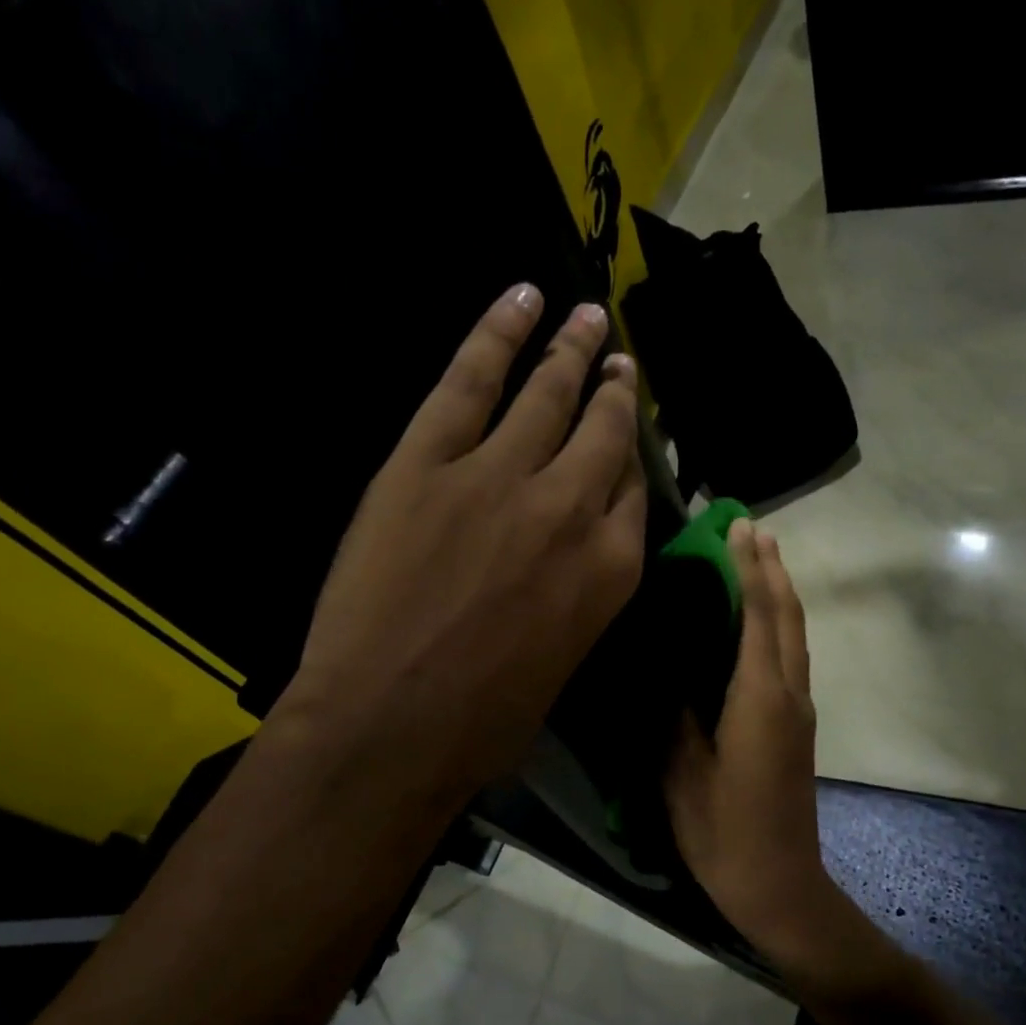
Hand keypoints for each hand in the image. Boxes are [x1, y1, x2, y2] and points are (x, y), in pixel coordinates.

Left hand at [275, 285, 646, 816]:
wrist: (391, 725)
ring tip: (586, 317)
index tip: (631, 430)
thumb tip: (570, 560)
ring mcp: (499, 476)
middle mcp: (571, 509)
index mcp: (611, 569)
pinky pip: (469, 380)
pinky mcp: (428, 461)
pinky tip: (520, 299)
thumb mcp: (563, 658)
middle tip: (620, 362)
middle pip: (605, 433)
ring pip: (547, 395)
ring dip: (571, 350)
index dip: (633, 456)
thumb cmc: (485, 719)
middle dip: (616, 392)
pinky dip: (495, 333)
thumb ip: (579, 595)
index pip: (634, 492)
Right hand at [665, 522, 858, 975]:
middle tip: (750, 525)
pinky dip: (777, 622)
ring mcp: (798, 710)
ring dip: (779, 591)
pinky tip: (758, 620)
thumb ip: (677, 717)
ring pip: (794, 634)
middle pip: (786, 616)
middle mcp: (788, 694)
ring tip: (759, 556)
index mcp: (759, 700)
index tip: (736, 526)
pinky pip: (789, 656)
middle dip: (771, 567)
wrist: (781, 886)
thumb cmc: (726, 836)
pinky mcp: (796, 726)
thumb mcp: (684, 777)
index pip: (757, 616)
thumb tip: (669, 671)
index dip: (747, 568)